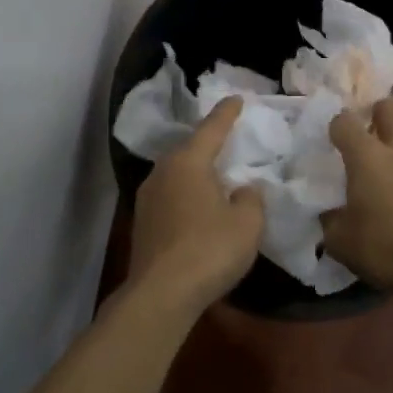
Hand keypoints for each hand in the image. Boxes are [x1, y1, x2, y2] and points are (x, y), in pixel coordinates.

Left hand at [129, 97, 265, 311]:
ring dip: (196, 172)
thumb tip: (243, 190)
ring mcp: (147, 198)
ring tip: (215, 174)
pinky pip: (170, 196)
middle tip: (229, 139)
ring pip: (177, 174)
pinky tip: (198, 207)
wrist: (161, 294)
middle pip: (189, 149)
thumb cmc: (209, 250)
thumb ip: (250, 199)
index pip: (211, 128)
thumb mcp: (247, 224)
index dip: (227, 113)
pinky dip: (186, 194)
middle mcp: (162, 172)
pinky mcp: (142, 223)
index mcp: (188, 162)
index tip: (236, 98)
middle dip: (208, 143)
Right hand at [325, 96, 392, 298]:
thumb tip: (327, 210)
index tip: (329, 139)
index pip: (346, 122)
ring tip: (385, 142)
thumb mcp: (340, 241)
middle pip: (390, 107)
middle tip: (362, 128)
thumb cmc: (387, 249)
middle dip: (374, 110)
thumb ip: (329, 218)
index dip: (335, 125)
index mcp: (368, 157)